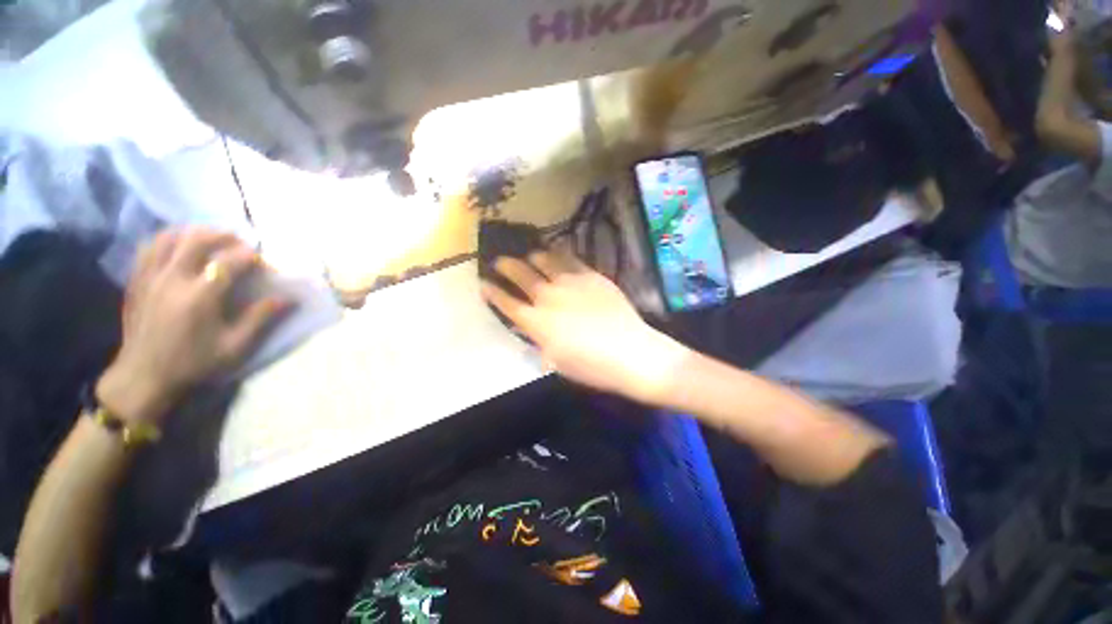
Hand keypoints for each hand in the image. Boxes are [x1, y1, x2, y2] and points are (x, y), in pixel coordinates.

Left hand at [96, 228, 291, 424]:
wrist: (144, 376)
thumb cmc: (193, 362)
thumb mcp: (234, 346)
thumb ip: (260, 318)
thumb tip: (289, 298)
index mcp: (199, 296)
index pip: (228, 262)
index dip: (250, 256)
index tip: (263, 260)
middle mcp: (172, 279)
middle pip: (196, 240)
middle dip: (222, 235)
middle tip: (240, 241)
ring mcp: (150, 277)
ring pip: (170, 238)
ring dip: (193, 232)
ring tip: (210, 238)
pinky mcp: (137, 280)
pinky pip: (150, 248)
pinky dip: (168, 240)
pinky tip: (180, 246)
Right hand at [482, 248, 689, 403]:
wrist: (629, 353)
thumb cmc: (590, 367)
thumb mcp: (555, 360)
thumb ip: (539, 338)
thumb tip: (532, 326)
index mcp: (536, 323)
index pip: (506, 303)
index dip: (492, 292)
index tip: (484, 283)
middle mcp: (548, 297)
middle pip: (520, 275)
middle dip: (505, 266)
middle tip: (499, 261)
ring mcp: (570, 282)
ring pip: (544, 261)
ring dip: (532, 257)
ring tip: (530, 255)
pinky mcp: (591, 275)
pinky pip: (570, 259)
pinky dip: (560, 254)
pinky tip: (557, 251)